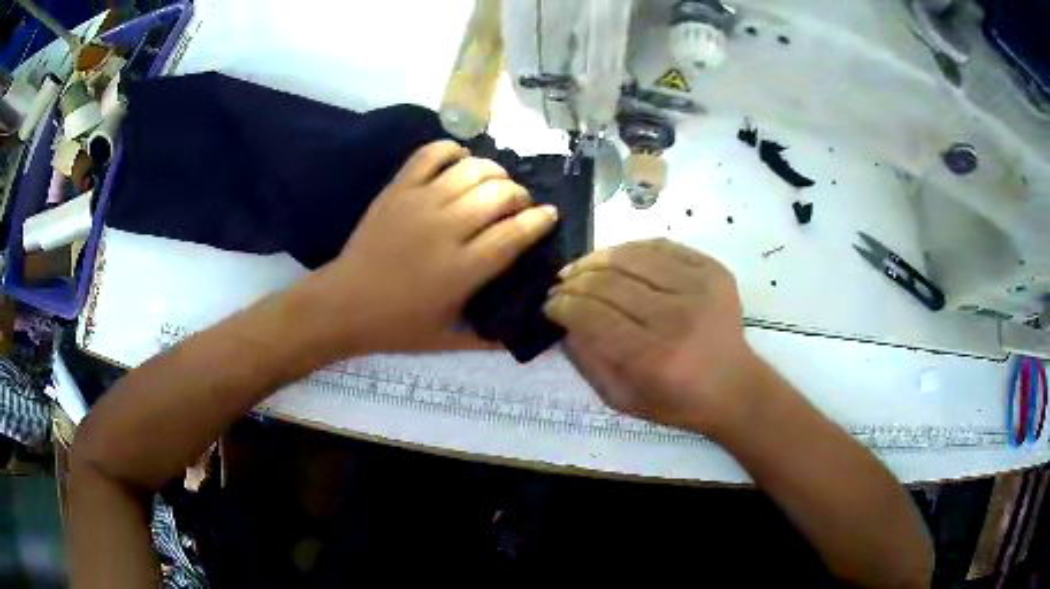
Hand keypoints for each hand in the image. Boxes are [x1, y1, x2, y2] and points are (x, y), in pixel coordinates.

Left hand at [301, 140, 557, 355]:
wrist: (342, 304)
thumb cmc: (396, 326)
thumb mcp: (446, 341)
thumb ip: (491, 338)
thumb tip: (528, 330)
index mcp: (463, 270)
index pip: (515, 233)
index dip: (540, 219)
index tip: (549, 214)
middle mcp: (447, 230)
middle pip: (500, 194)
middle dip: (520, 195)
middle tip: (518, 205)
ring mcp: (420, 203)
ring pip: (472, 170)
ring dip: (494, 171)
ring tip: (494, 183)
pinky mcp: (398, 189)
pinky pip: (430, 154)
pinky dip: (452, 150)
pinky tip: (460, 160)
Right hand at [544, 239, 763, 436]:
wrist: (734, 386)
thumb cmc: (676, 401)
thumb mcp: (623, 397)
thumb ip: (589, 360)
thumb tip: (564, 320)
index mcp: (653, 357)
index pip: (593, 315)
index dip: (564, 305)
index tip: (549, 304)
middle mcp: (677, 317)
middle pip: (610, 283)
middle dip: (575, 281)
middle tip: (560, 285)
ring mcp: (699, 288)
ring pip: (633, 257)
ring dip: (598, 259)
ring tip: (582, 267)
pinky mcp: (713, 270)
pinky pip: (662, 246)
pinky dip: (632, 249)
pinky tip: (616, 258)